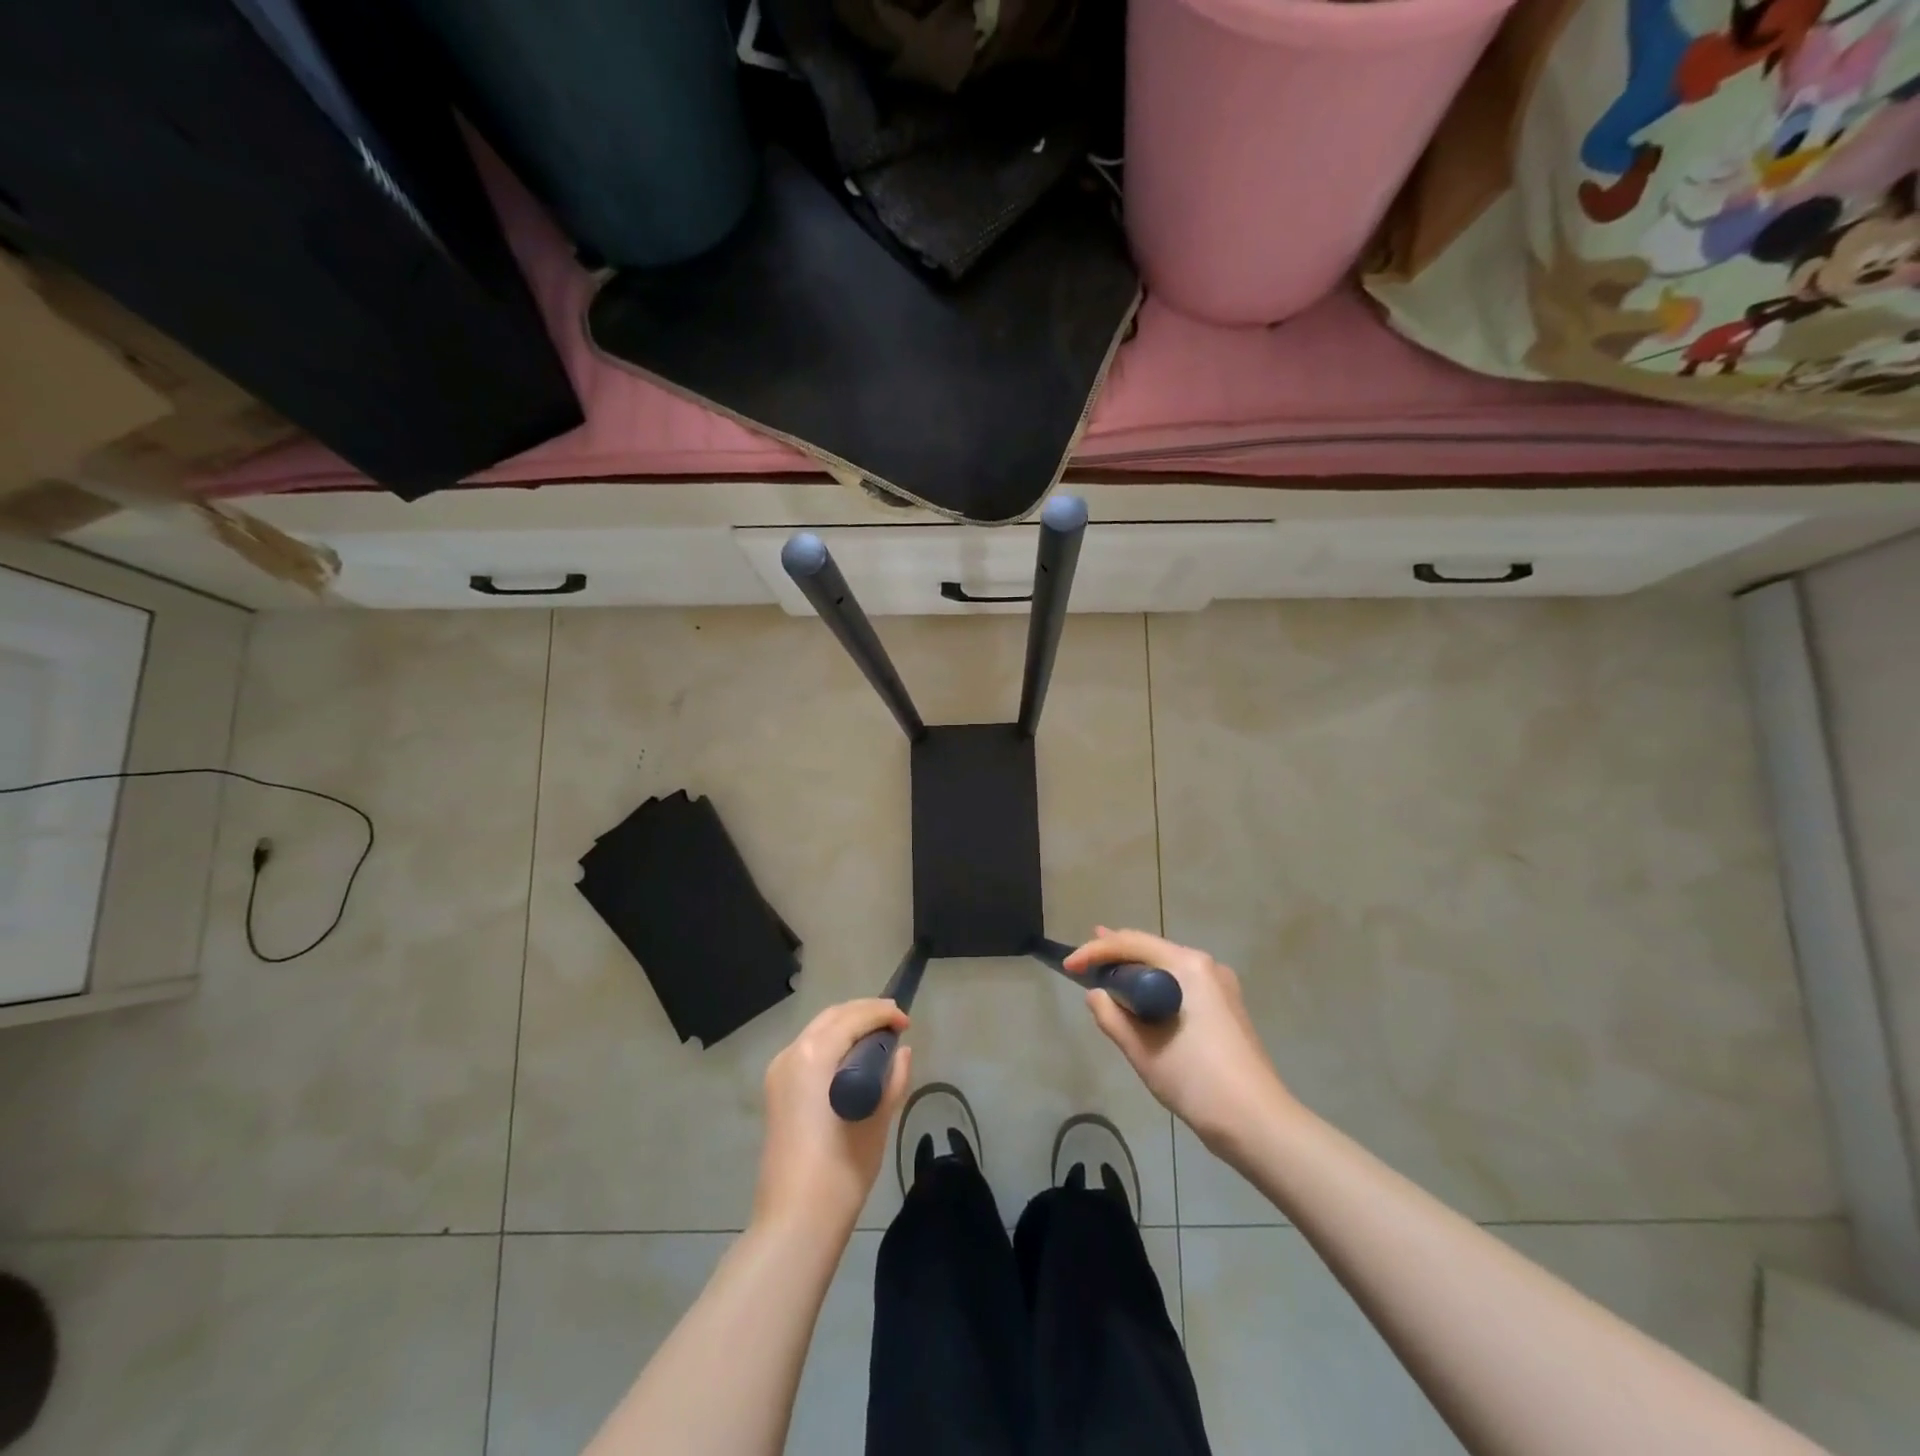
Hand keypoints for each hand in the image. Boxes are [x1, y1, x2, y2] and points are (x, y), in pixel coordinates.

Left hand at [753, 999, 911, 1238]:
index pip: (853, 1017)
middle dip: (864, 1013)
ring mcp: (779, 1073)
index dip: (883, 1013)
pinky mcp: (776, 1091)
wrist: (795, 1221)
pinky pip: (807, 1051)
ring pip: (817, 1031)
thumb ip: (892, 1078)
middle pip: (832, 1017)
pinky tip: (853, 1060)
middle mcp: (791, 1054)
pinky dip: (832, 1045)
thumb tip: (901, 1052)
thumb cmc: (841, 1169)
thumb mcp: (877, 1120)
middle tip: (895, 1023)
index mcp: (814, 1055)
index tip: (907, 1021)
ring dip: (847, 1026)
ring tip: (879, 1038)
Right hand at [1068, 928, 1293, 1151]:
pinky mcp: (1226, 1007)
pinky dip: (1155, 986)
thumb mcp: (1143, 1050)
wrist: (1258, 1123)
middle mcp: (1206, 966)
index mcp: (1188, 967)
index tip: (1068, 966)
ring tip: (1106, 968)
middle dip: (1115, 953)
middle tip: (1084, 957)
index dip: (1095, 951)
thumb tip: (1095, 994)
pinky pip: (1180, 984)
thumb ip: (1112, 1017)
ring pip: (1167, 967)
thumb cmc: (1196, 1081)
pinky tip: (1140, 995)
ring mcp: (1220, 986)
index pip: (1132, 944)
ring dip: (1135, 970)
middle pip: (1151, 949)